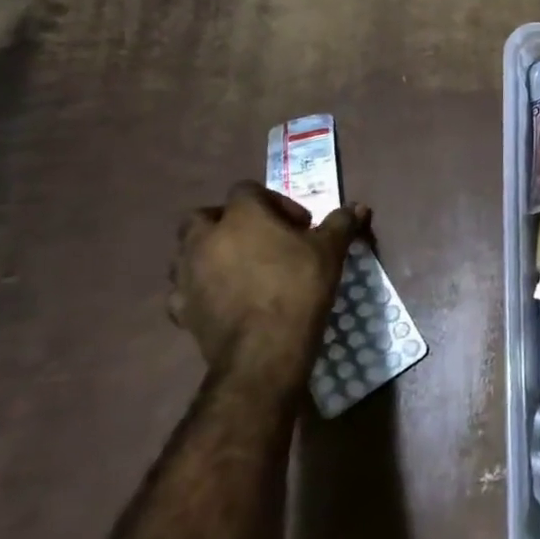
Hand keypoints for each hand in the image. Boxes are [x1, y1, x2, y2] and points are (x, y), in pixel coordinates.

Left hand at [169, 182, 371, 389]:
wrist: (265, 349)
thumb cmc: (299, 287)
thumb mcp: (330, 250)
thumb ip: (341, 223)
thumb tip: (359, 207)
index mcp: (241, 216)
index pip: (247, 190)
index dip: (274, 202)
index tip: (298, 226)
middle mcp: (205, 238)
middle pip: (204, 216)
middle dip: (227, 223)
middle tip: (258, 241)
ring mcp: (187, 274)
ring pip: (186, 251)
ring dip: (208, 253)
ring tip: (239, 270)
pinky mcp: (180, 309)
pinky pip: (183, 290)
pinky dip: (198, 289)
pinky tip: (220, 299)